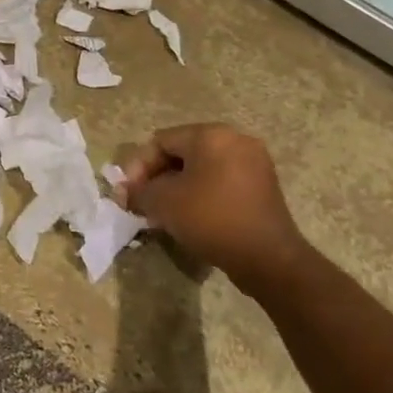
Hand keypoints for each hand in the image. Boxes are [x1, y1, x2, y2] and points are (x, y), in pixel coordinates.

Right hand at [116, 124, 311, 293]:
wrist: (267, 257)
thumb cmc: (210, 218)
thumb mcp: (162, 202)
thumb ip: (138, 191)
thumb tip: (124, 193)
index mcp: (211, 135)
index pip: (160, 141)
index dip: (137, 167)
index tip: (127, 194)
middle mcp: (235, 140)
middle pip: (181, 152)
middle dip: (156, 177)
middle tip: (141, 202)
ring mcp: (253, 163)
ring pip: (200, 169)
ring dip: (176, 187)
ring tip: (161, 212)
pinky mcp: (262, 187)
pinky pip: (219, 182)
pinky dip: (199, 194)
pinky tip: (187, 216)